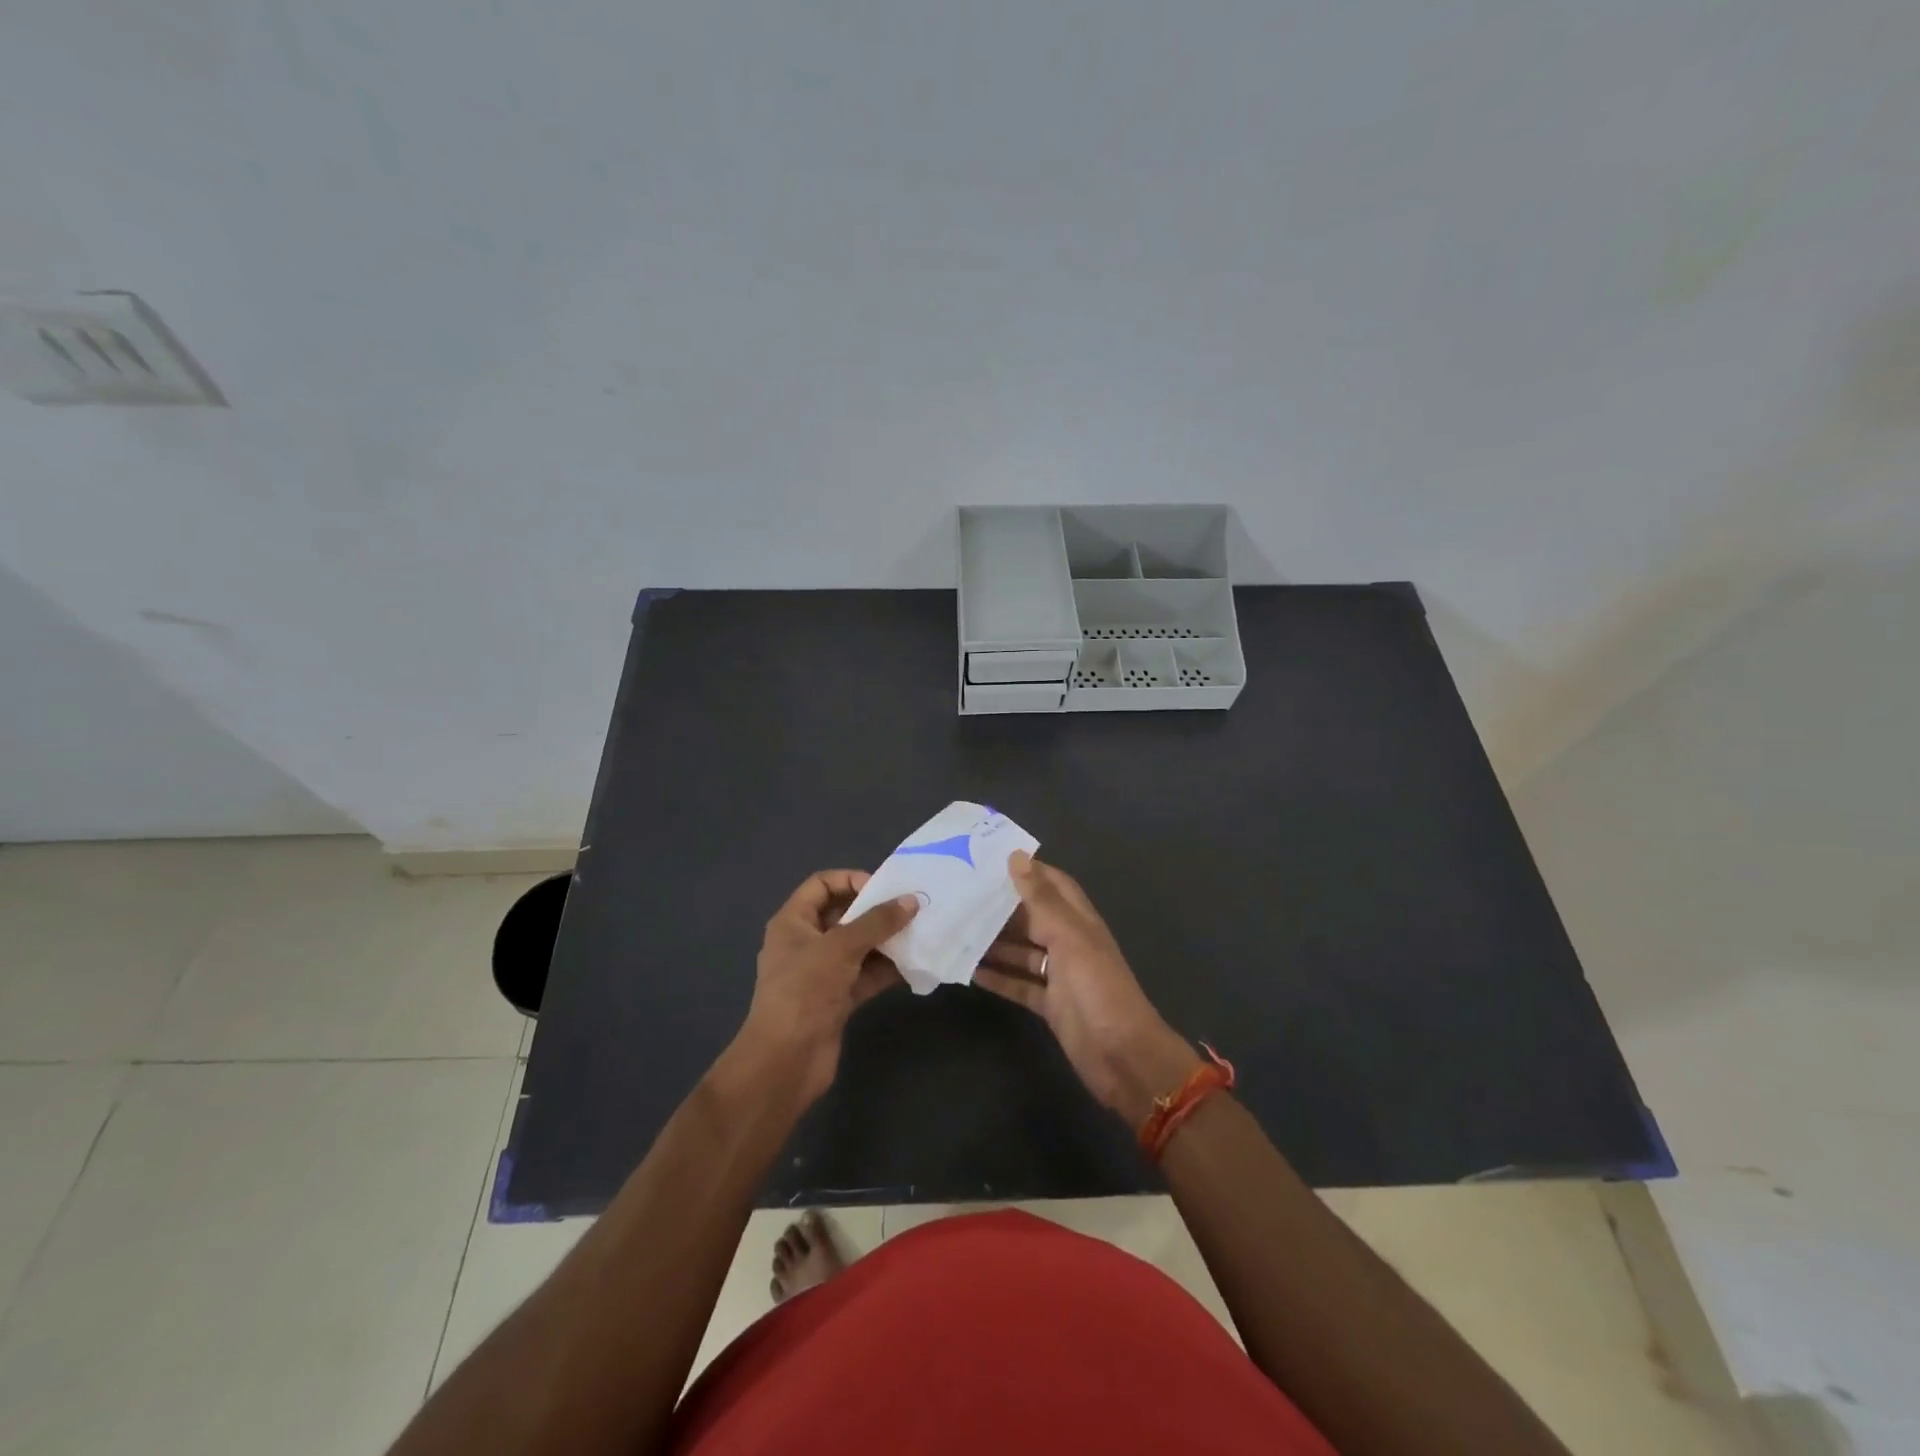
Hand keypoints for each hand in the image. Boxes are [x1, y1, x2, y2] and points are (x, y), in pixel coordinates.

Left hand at [739, 870, 918, 1103]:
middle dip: (876, 911)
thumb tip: (912, 901)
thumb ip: (877, 922)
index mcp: (793, 922)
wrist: (785, 1061)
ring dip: (887, 940)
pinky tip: (914, 964)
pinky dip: (887, 969)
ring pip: (859, 946)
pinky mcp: (837, 999)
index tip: (884, 888)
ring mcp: (822, 973)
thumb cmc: (804, 991)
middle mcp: (806, 942)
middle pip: (844, 914)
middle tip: (912, 909)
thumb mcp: (841, 947)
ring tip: (921, 932)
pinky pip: (866, 975)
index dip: (851, 879)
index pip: (822, 884)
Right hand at [975, 853, 1198, 1124]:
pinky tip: (968, 971)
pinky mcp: (1050, 1005)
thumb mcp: (1069, 938)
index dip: (1027, 871)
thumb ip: (1042, 899)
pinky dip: (998, 977)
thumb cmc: (1098, 989)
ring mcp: (1060, 976)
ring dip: (993, 943)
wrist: (1123, 1056)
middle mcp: (1069, 943)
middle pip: (1032, 918)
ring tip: (955, 930)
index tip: (988, 861)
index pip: (1052, 885)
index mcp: (1079, 921)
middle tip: (959, 896)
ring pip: (1021, 951)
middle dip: (1001, 908)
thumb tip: (1017, 856)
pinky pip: (1019, 984)